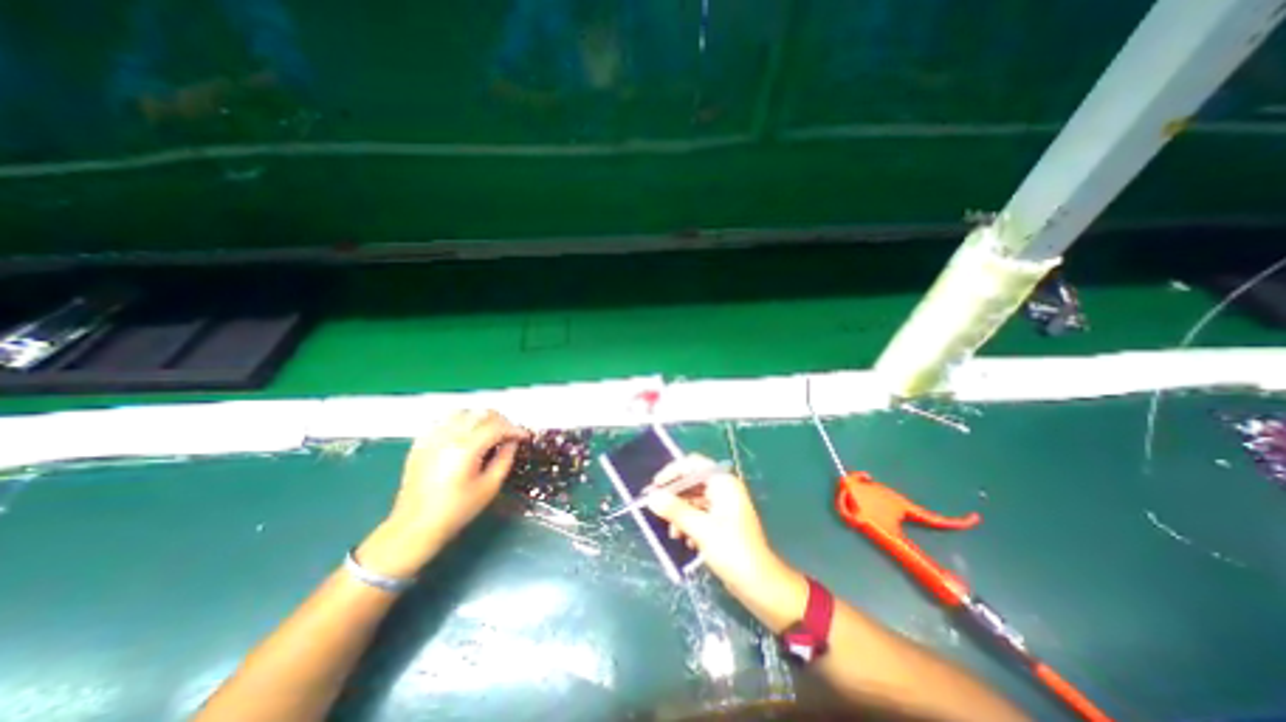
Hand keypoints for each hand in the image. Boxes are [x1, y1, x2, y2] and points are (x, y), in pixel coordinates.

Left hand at [356, 410, 527, 577]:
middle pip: (481, 414)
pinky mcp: (421, 443)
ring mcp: (432, 437)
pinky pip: (444, 420)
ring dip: (480, 418)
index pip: (497, 427)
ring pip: (463, 412)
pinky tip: (465, 435)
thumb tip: (512, 442)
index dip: (515, 429)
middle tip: (509, 435)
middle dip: (500, 421)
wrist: (415, 527)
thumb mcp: (490, 487)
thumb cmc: (456, 510)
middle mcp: (448, 436)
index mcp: (466, 448)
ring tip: (488, 432)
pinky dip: (459, 421)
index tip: (525, 436)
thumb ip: (505, 459)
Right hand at [648, 456, 789, 598]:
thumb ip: (675, 510)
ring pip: (694, 500)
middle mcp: (724, 489)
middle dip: (674, 497)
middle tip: (655, 509)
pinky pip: (700, 514)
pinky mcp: (723, 522)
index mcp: (723, 482)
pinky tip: (687, 542)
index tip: (654, 486)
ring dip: (680, 514)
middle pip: (692, 483)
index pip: (693, 464)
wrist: (760, 585)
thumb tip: (651, 497)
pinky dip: (690, 524)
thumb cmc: (732, 551)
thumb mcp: (701, 529)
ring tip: (674, 534)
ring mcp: (724, 505)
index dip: (672, 472)